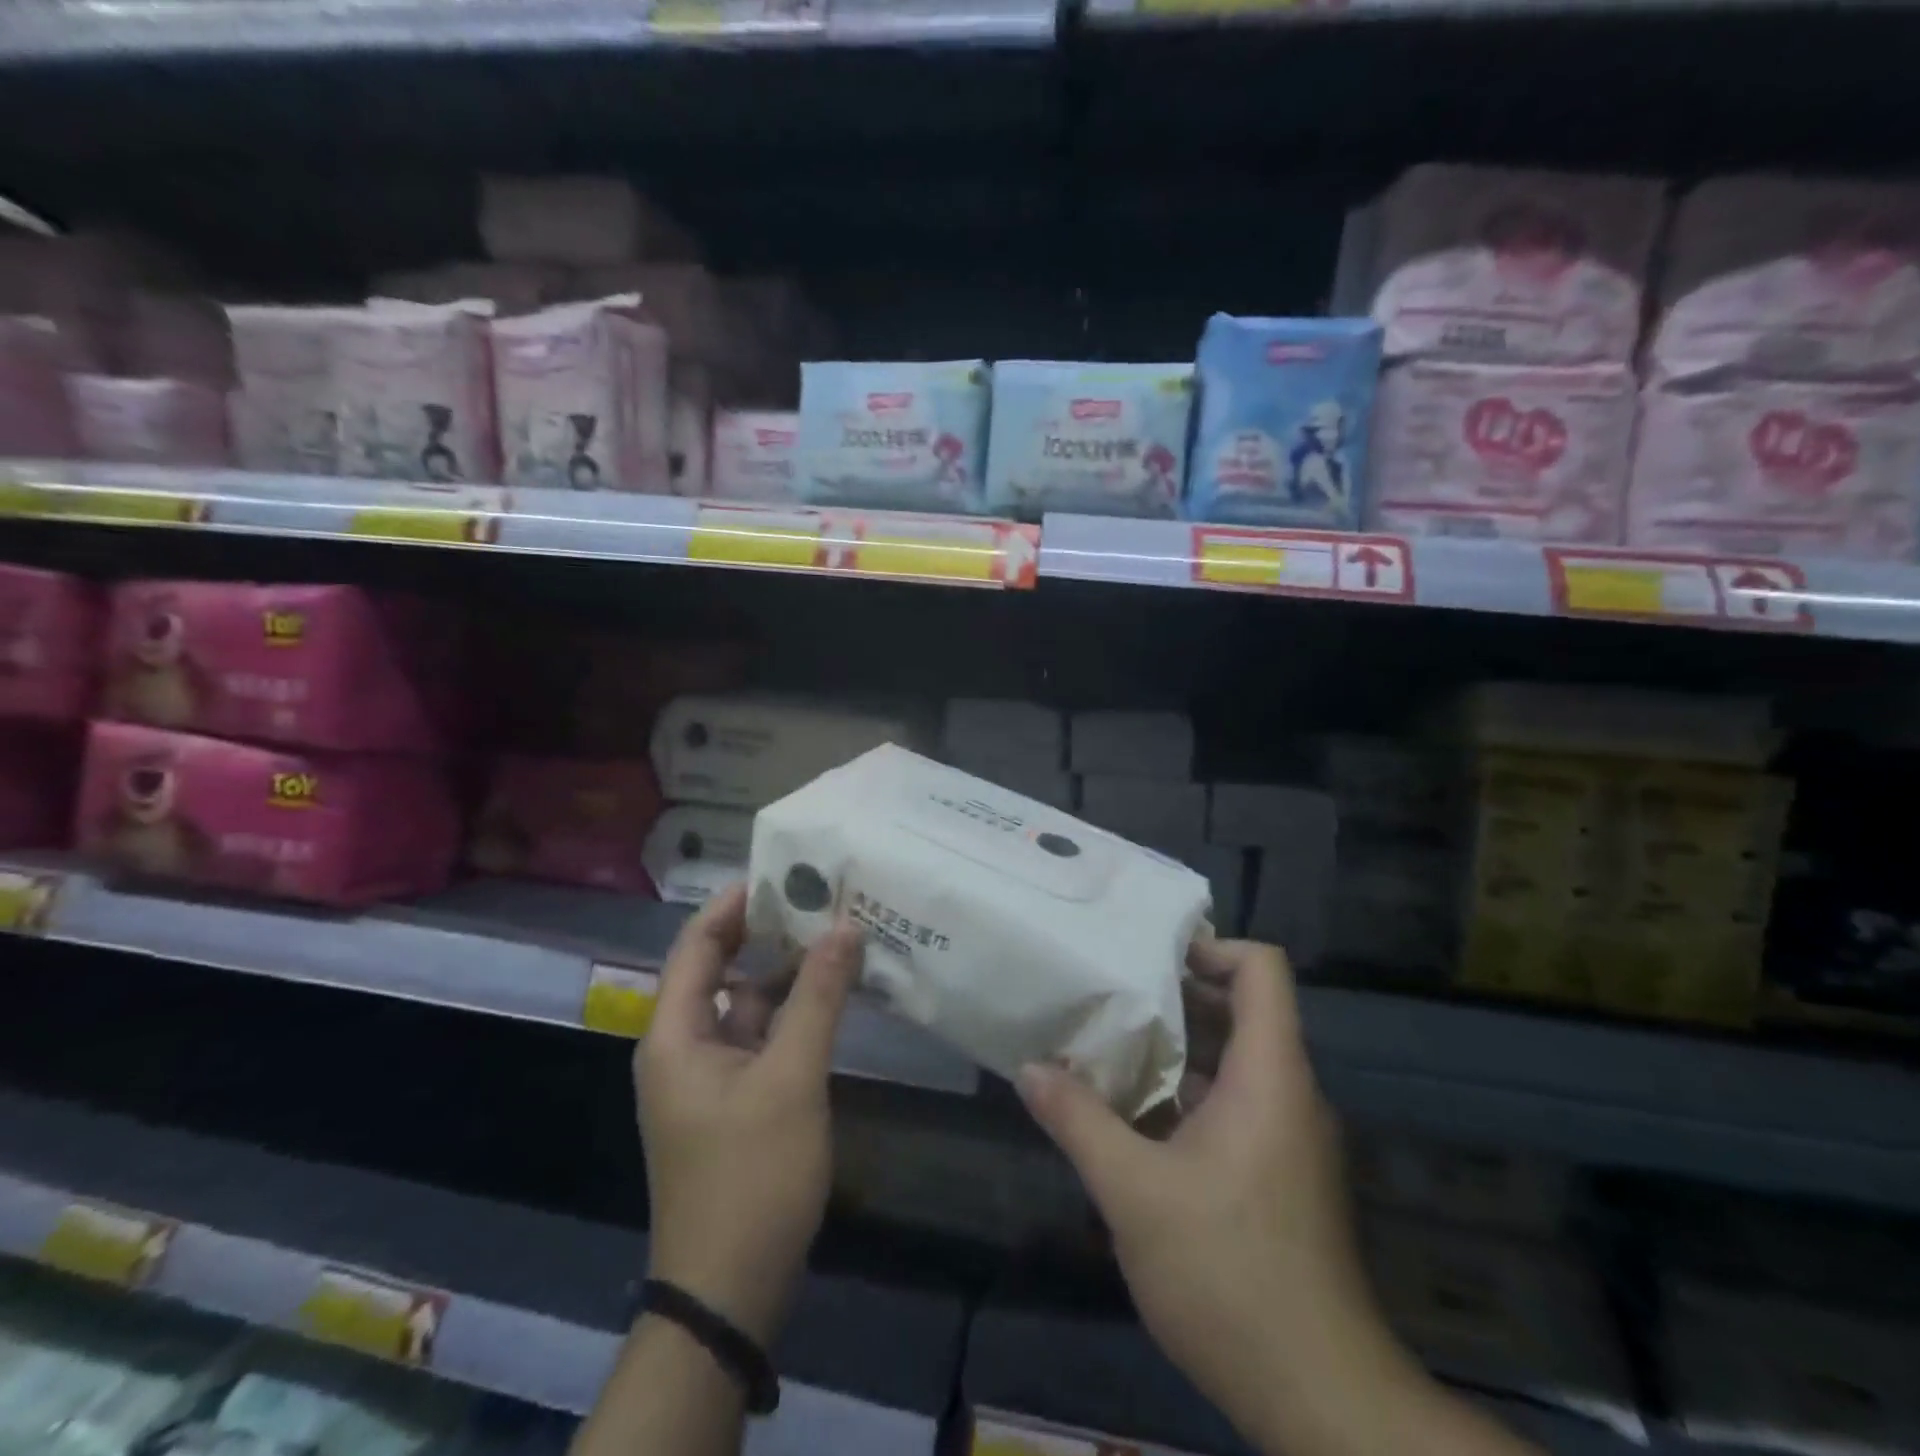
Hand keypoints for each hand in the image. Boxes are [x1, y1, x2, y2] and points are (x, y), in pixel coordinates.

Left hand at [635, 883, 863, 1345]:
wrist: (730, 1292)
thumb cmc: (751, 1176)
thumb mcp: (791, 1078)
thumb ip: (818, 998)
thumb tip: (844, 925)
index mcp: (675, 1034)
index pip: (698, 945)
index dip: (735, 904)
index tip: (784, 872)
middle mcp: (685, 1046)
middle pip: (724, 970)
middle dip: (770, 934)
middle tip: (822, 899)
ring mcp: (713, 1076)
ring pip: (749, 1004)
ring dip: (788, 974)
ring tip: (838, 936)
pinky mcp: (738, 1100)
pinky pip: (764, 1037)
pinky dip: (795, 1013)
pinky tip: (835, 996)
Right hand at [1017, 940, 1414, 1455]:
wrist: (1322, 1400)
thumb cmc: (1230, 1275)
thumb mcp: (1134, 1193)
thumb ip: (1079, 1121)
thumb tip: (1029, 1068)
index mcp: (1269, 1075)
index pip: (1262, 969)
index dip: (1210, 946)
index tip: (1148, 957)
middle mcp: (1287, 1093)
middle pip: (1241, 1008)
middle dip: (1175, 994)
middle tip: (1110, 992)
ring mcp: (1287, 1136)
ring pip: (1233, 1060)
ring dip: (1174, 1048)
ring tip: (1108, 1044)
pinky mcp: (1279, 1174)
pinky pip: (1234, 1104)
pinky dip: (1186, 1093)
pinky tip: (1132, 1115)